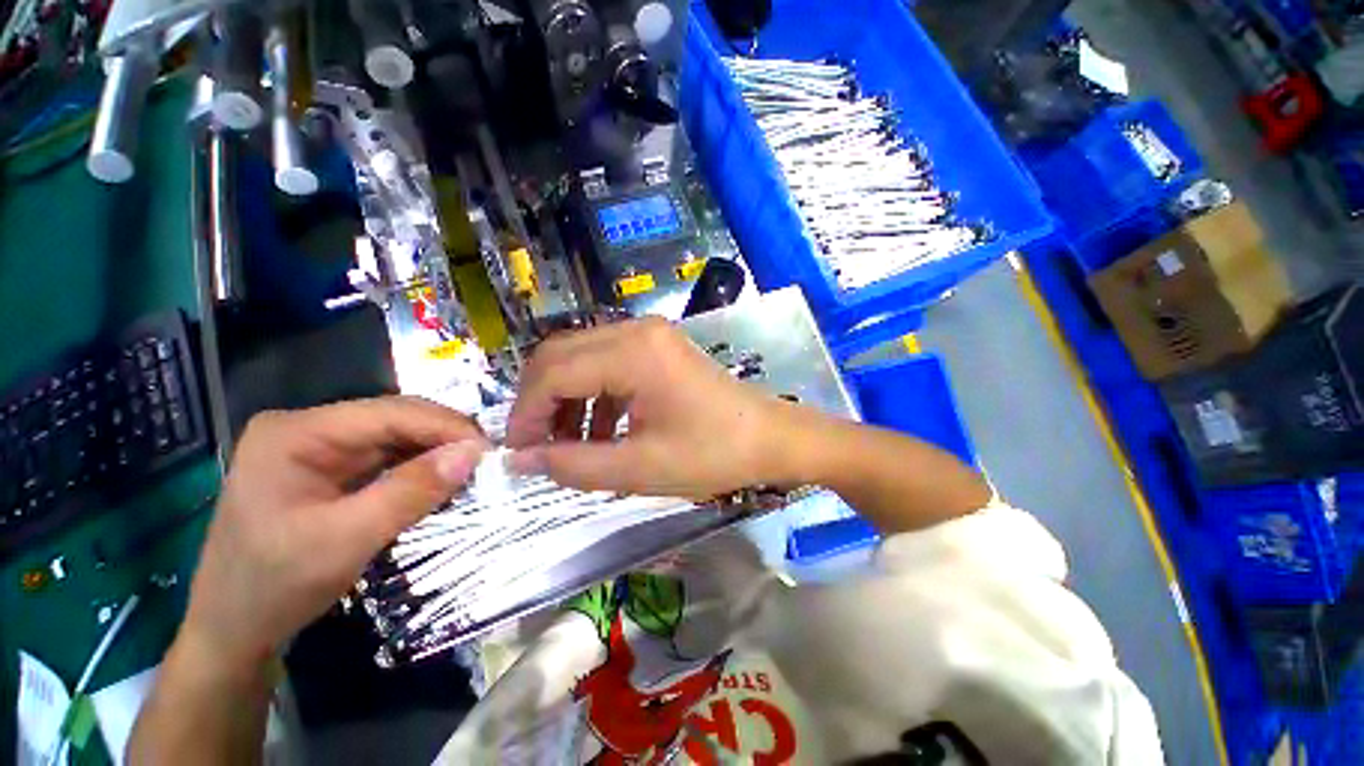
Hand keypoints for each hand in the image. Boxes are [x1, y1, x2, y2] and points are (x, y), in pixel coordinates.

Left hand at [181, 397, 487, 673]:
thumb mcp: (345, 540)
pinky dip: (419, 469)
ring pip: (397, 438)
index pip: (389, 413)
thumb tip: (474, 453)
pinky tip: (442, 481)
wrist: (232, 633)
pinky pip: (388, 459)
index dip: (445, 426)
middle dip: (444, 438)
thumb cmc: (273, 587)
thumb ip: (411, 491)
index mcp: (295, 433)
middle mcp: (307, 429)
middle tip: (487, 462)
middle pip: (394, 420)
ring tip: (472, 471)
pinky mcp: (330, 470)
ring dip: (436, 453)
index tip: (490, 450)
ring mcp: (318, 449)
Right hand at [505, 318, 794, 498]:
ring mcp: (649, 335)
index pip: (553, 373)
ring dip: (567, 399)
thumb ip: (573, 464)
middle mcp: (636, 330)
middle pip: (561, 356)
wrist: (769, 438)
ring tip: (570, 445)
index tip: (516, 452)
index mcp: (633, 352)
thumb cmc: (713, 454)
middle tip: (537, 447)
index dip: (526, 413)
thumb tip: (519, 460)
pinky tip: (600, 431)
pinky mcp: (658, 348)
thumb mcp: (639, 468)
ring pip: (582, 358)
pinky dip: (594, 396)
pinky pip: (608, 364)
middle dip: (540, 402)